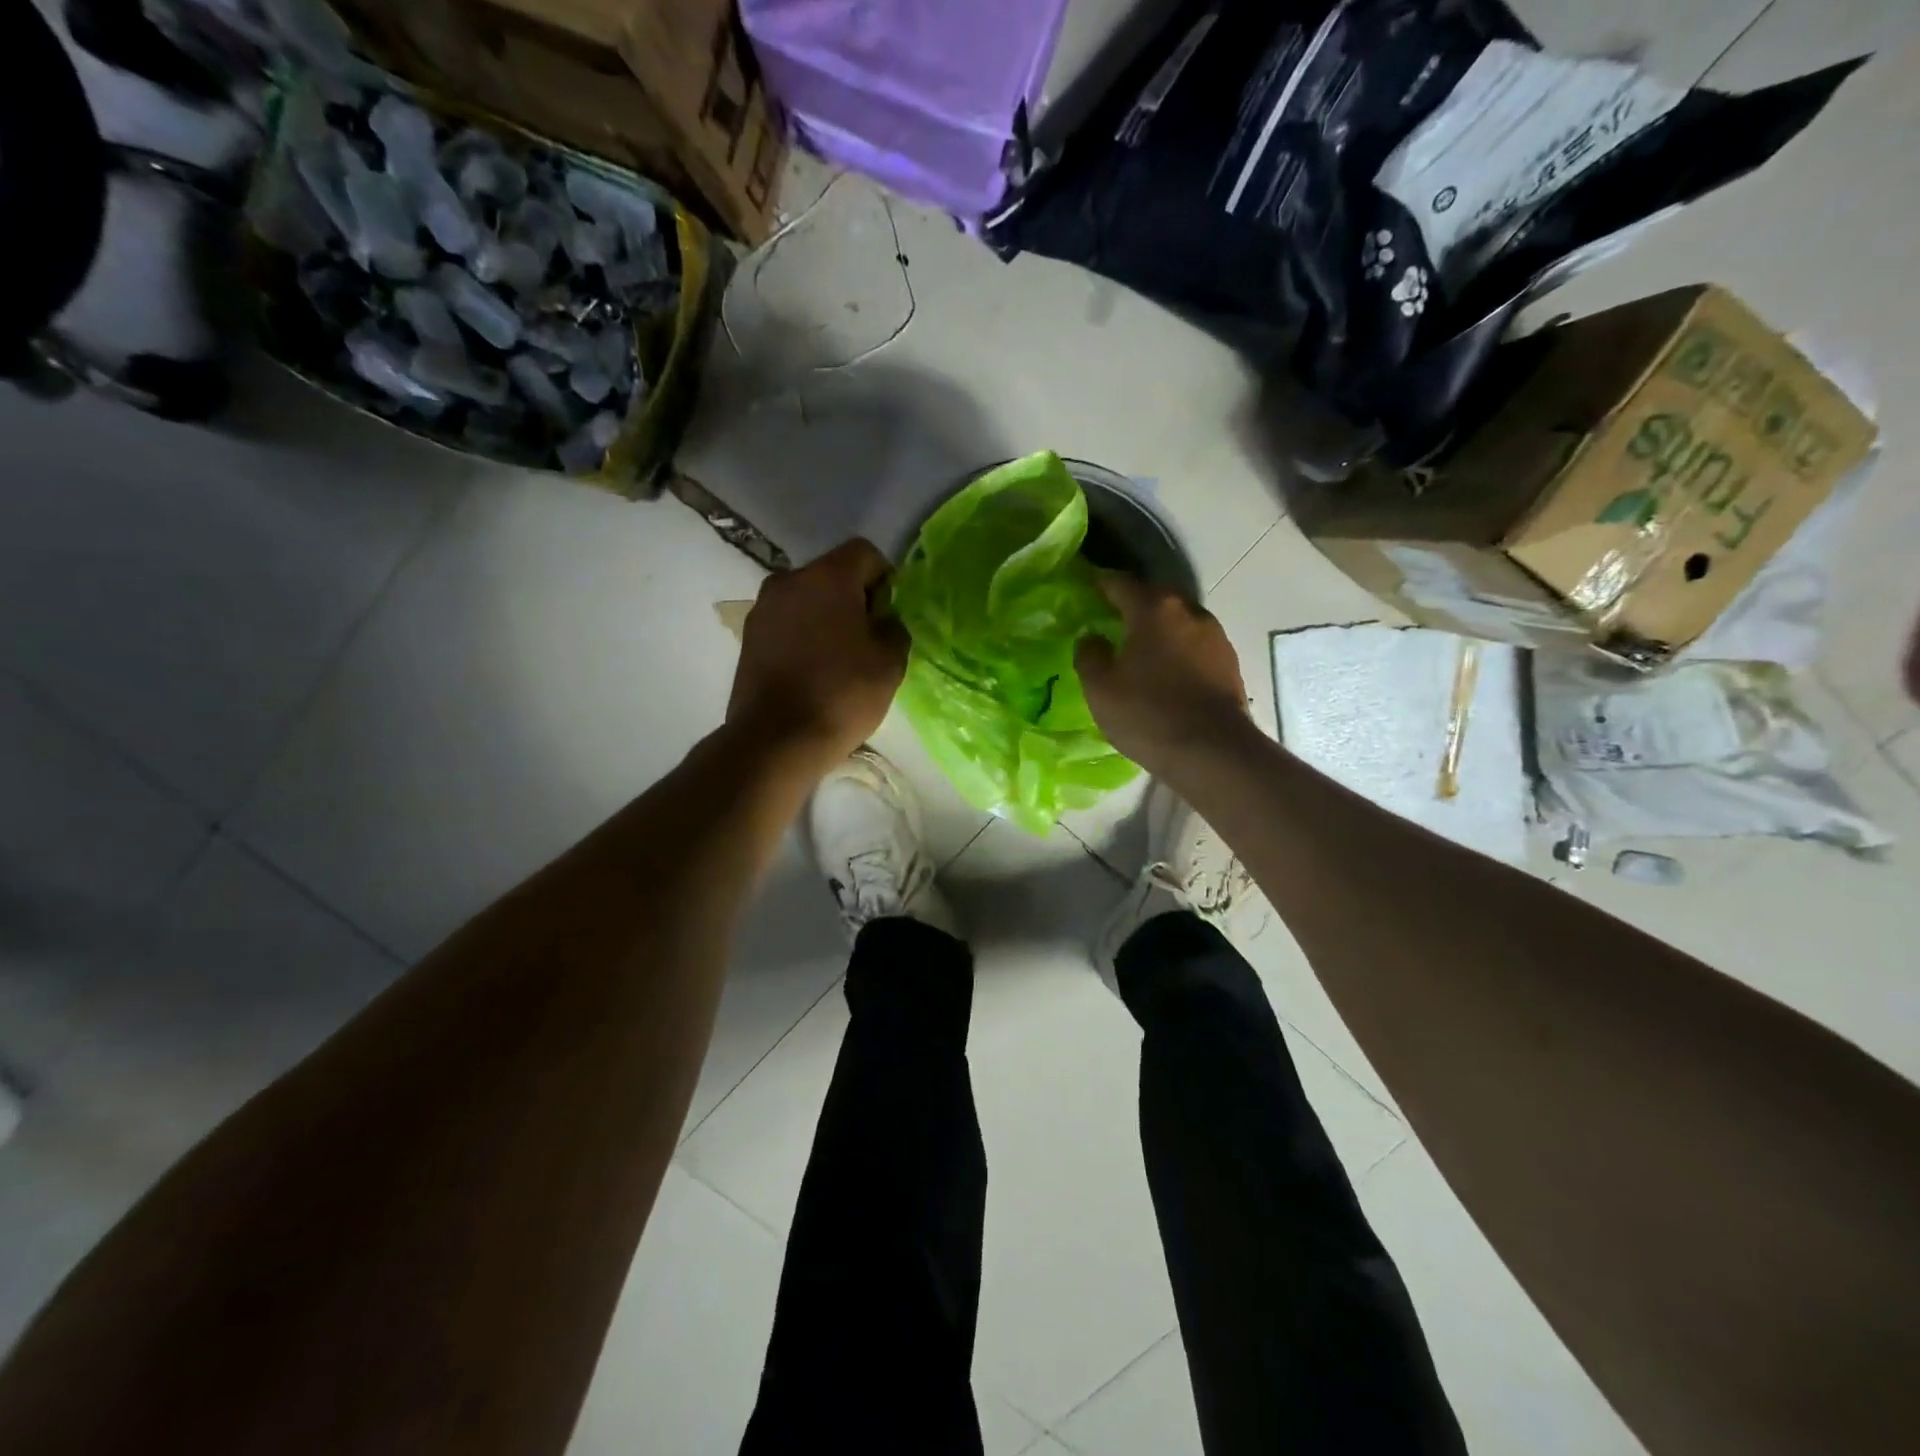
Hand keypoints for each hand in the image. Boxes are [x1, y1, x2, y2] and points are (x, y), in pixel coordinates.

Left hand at [727, 538, 907, 770]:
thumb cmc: (842, 693)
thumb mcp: (890, 662)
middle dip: (853, 597)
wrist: (777, 738)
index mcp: (828, 576)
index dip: (884, 578)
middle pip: (832, 574)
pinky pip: (787, 622)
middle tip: (868, 638)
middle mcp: (789, 580)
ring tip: (839, 657)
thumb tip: (882, 620)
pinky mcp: (748, 636)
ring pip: (806, 599)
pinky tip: (813, 669)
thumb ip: (894, 628)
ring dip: (825, 617)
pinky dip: (803, 635)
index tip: (889, 614)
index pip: (864, 553)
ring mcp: (763, 608)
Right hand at [1075, 573, 1249, 774]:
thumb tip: (1092, 638)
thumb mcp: (1101, 688)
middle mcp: (1189, 611)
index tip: (1088, 584)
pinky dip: (1177, 650)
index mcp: (1154, 609)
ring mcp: (1215, 636)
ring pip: (1178, 621)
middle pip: (1155, 598)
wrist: (1213, 751)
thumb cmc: (1148, 714)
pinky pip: (1194, 645)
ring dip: (1159, 629)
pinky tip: (1167, 671)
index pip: (1121, 583)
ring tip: (1140, 648)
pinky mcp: (1229, 662)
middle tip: (1111, 618)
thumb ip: (1090, 655)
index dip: (1101, 582)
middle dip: (1133, 604)